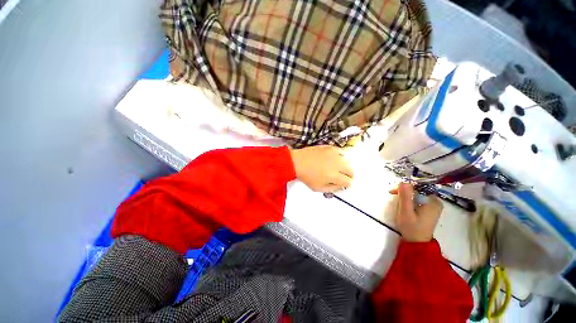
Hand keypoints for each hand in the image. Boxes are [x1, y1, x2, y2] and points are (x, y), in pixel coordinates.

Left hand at [290, 145, 353, 191]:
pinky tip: (335, 160)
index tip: (344, 184)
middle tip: (342, 177)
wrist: (297, 162)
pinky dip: (341, 157)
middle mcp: (337, 164)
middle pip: (351, 171)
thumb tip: (342, 186)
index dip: (347, 184)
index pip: (349, 181)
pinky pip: (341, 153)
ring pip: (347, 161)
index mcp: (334, 176)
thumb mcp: (318, 188)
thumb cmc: (306, 176)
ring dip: (345, 166)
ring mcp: (334, 154)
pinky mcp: (331, 148)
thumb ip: (332, 188)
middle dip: (348, 176)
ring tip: (337, 168)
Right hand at [390, 183, 442, 241]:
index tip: (393, 191)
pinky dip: (409, 200)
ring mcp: (433, 206)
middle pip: (417, 190)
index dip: (404, 187)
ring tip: (397, 201)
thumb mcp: (406, 212)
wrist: (416, 243)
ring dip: (405, 196)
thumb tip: (403, 182)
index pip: (417, 187)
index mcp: (433, 201)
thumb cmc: (411, 228)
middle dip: (404, 192)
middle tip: (392, 195)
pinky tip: (404, 205)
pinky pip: (418, 199)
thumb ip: (405, 197)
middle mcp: (435, 202)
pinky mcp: (429, 209)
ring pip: (417, 194)